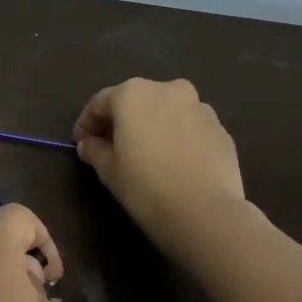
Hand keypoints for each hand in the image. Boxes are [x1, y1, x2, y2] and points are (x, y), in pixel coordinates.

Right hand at [74, 77, 248, 259]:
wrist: (205, 212)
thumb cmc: (145, 185)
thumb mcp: (107, 169)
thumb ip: (94, 150)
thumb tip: (89, 144)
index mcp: (133, 94)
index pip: (99, 102)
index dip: (86, 123)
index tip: (80, 143)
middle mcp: (167, 90)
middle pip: (135, 100)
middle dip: (120, 121)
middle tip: (110, 146)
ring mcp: (199, 107)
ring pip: (165, 111)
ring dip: (151, 126)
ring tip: (145, 154)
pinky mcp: (220, 128)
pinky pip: (188, 127)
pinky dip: (175, 137)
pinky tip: (171, 162)